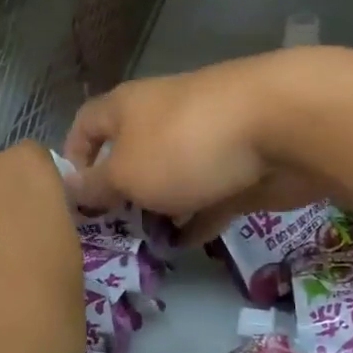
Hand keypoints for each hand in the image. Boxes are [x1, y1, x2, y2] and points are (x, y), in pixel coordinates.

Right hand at [62, 51, 333, 242]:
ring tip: (144, 244)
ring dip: (158, 207)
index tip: (71, 197)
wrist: (283, 126)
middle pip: (130, 153)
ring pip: (171, 177)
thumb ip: (95, 186)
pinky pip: (208, 195)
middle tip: (109, 231)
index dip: (72, 156)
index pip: (86, 124)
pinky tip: (186, 244)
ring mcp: (204, 141)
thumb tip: (69, 188)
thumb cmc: (184, 146)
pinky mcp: (238, 165)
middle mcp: (161, 117)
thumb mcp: (125, 172)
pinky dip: (197, 217)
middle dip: (119, 191)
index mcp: (126, 108)